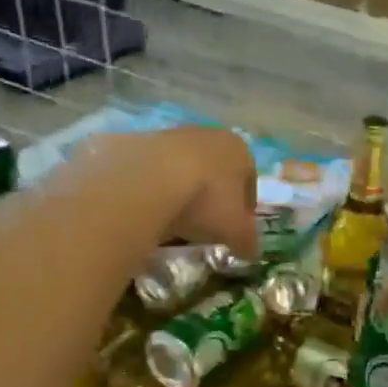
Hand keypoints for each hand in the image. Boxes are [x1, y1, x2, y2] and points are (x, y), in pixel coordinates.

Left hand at [66, 127, 258, 256]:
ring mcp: (170, 135)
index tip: (235, 230)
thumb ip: (248, 241)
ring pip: (183, 168)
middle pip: (216, 171)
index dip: (245, 209)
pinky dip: (155, 188)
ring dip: (182, 191)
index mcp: (239, 151)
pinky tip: (150, 210)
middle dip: (213, 197)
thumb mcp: (237, 232)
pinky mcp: (136, 141)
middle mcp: (208, 135)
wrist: (147, 181)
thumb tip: (251, 251)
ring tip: (174, 220)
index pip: (249, 181)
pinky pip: (153, 171)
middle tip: (205, 226)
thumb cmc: (206, 201)